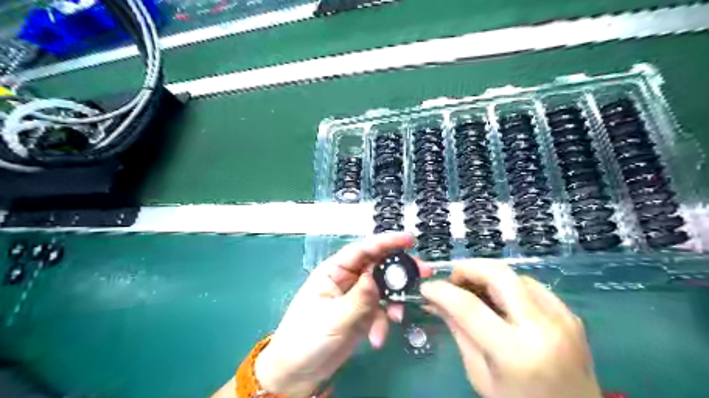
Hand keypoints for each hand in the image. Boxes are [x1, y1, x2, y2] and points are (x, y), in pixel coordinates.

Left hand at [257, 232, 432, 395]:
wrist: (299, 373)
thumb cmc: (307, 339)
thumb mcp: (334, 317)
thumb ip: (360, 297)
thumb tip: (378, 276)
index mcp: (334, 271)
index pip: (362, 250)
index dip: (386, 242)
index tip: (409, 239)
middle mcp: (347, 279)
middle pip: (378, 266)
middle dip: (399, 270)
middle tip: (423, 272)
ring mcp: (356, 297)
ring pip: (383, 289)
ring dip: (394, 301)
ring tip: (398, 317)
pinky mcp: (362, 314)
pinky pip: (381, 311)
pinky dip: (384, 322)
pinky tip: (378, 338)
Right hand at [420, 260, 602, 396]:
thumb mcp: (480, 375)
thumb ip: (458, 331)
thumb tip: (435, 301)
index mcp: (515, 352)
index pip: (469, 307)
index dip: (442, 291)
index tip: (426, 287)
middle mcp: (543, 328)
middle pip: (499, 275)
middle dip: (468, 268)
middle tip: (452, 279)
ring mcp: (562, 318)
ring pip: (515, 275)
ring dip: (488, 276)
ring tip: (473, 291)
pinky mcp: (571, 315)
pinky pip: (532, 286)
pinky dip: (508, 286)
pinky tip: (500, 301)